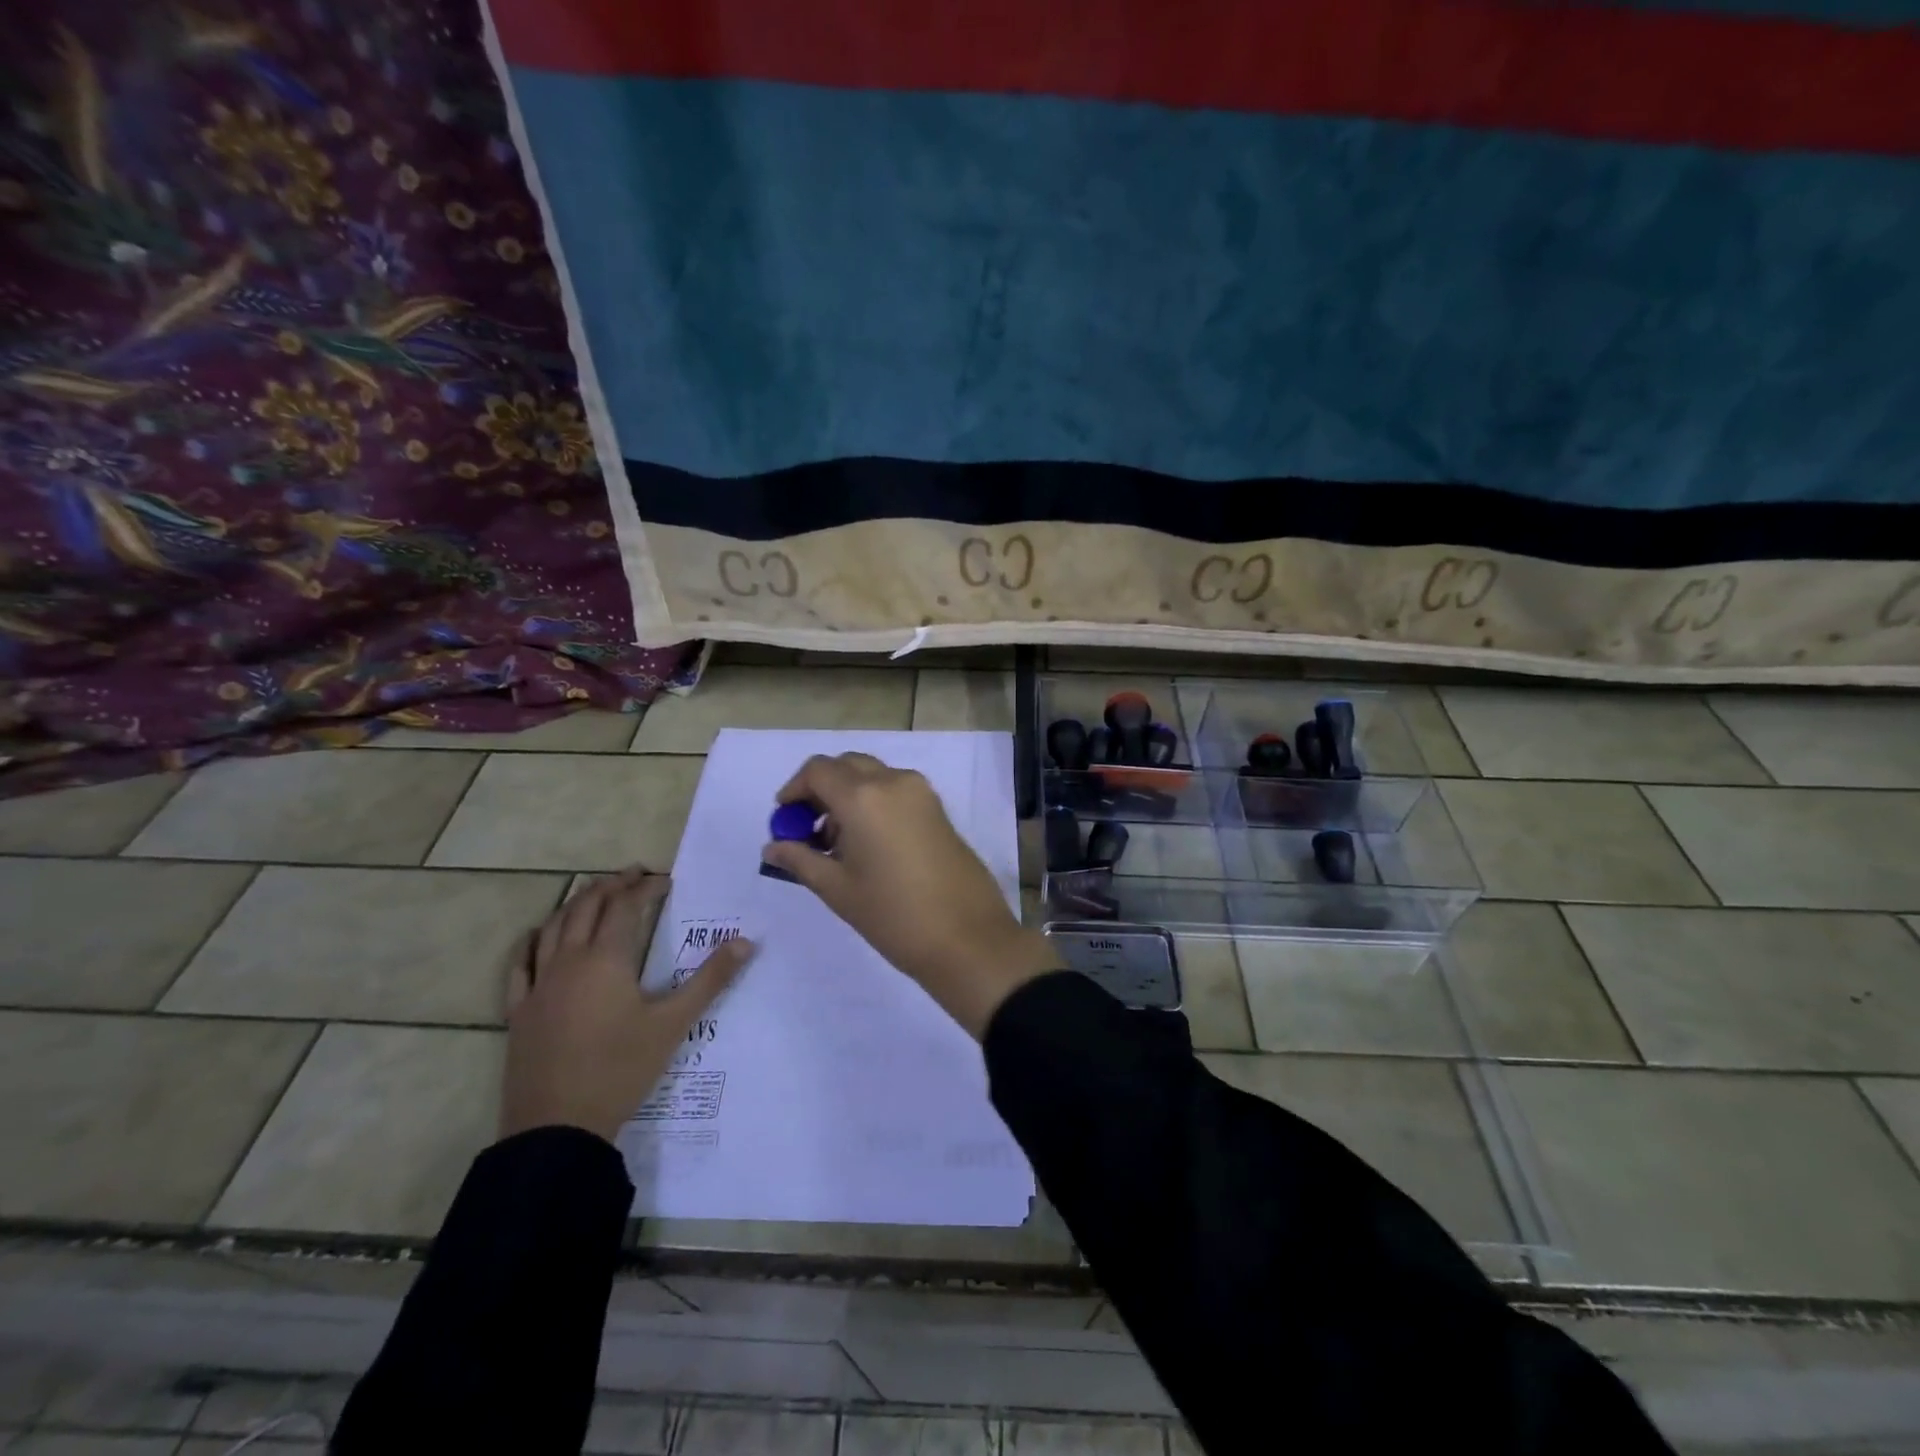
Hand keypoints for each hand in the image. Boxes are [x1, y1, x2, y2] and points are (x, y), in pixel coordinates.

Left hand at [500, 867, 754, 1142]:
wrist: (558, 1128)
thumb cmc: (621, 1069)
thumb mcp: (674, 1024)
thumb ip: (711, 979)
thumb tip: (746, 942)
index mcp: (606, 959)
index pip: (625, 907)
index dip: (644, 887)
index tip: (665, 880)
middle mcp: (568, 961)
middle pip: (586, 908)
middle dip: (611, 886)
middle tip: (633, 874)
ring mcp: (539, 986)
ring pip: (553, 928)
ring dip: (575, 904)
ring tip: (594, 893)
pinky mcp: (520, 1011)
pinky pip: (520, 965)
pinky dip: (531, 941)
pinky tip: (536, 936)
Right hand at [760, 753, 1061, 1038]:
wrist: (967, 937)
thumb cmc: (893, 915)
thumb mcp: (837, 889)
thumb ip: (800, 859)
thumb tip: (773, 847)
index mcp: (864, 797)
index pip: (817, 770)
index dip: (794, 790)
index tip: (785, 820)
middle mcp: (893, 781)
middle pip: (846, 766)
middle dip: (821, 790)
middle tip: (808, 830)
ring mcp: (921, 792)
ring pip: (872, 776)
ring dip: (848, 795)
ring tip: (838, 845)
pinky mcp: (938, 808)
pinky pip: (895, 790)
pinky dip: (873, 802)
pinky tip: (869, 845)